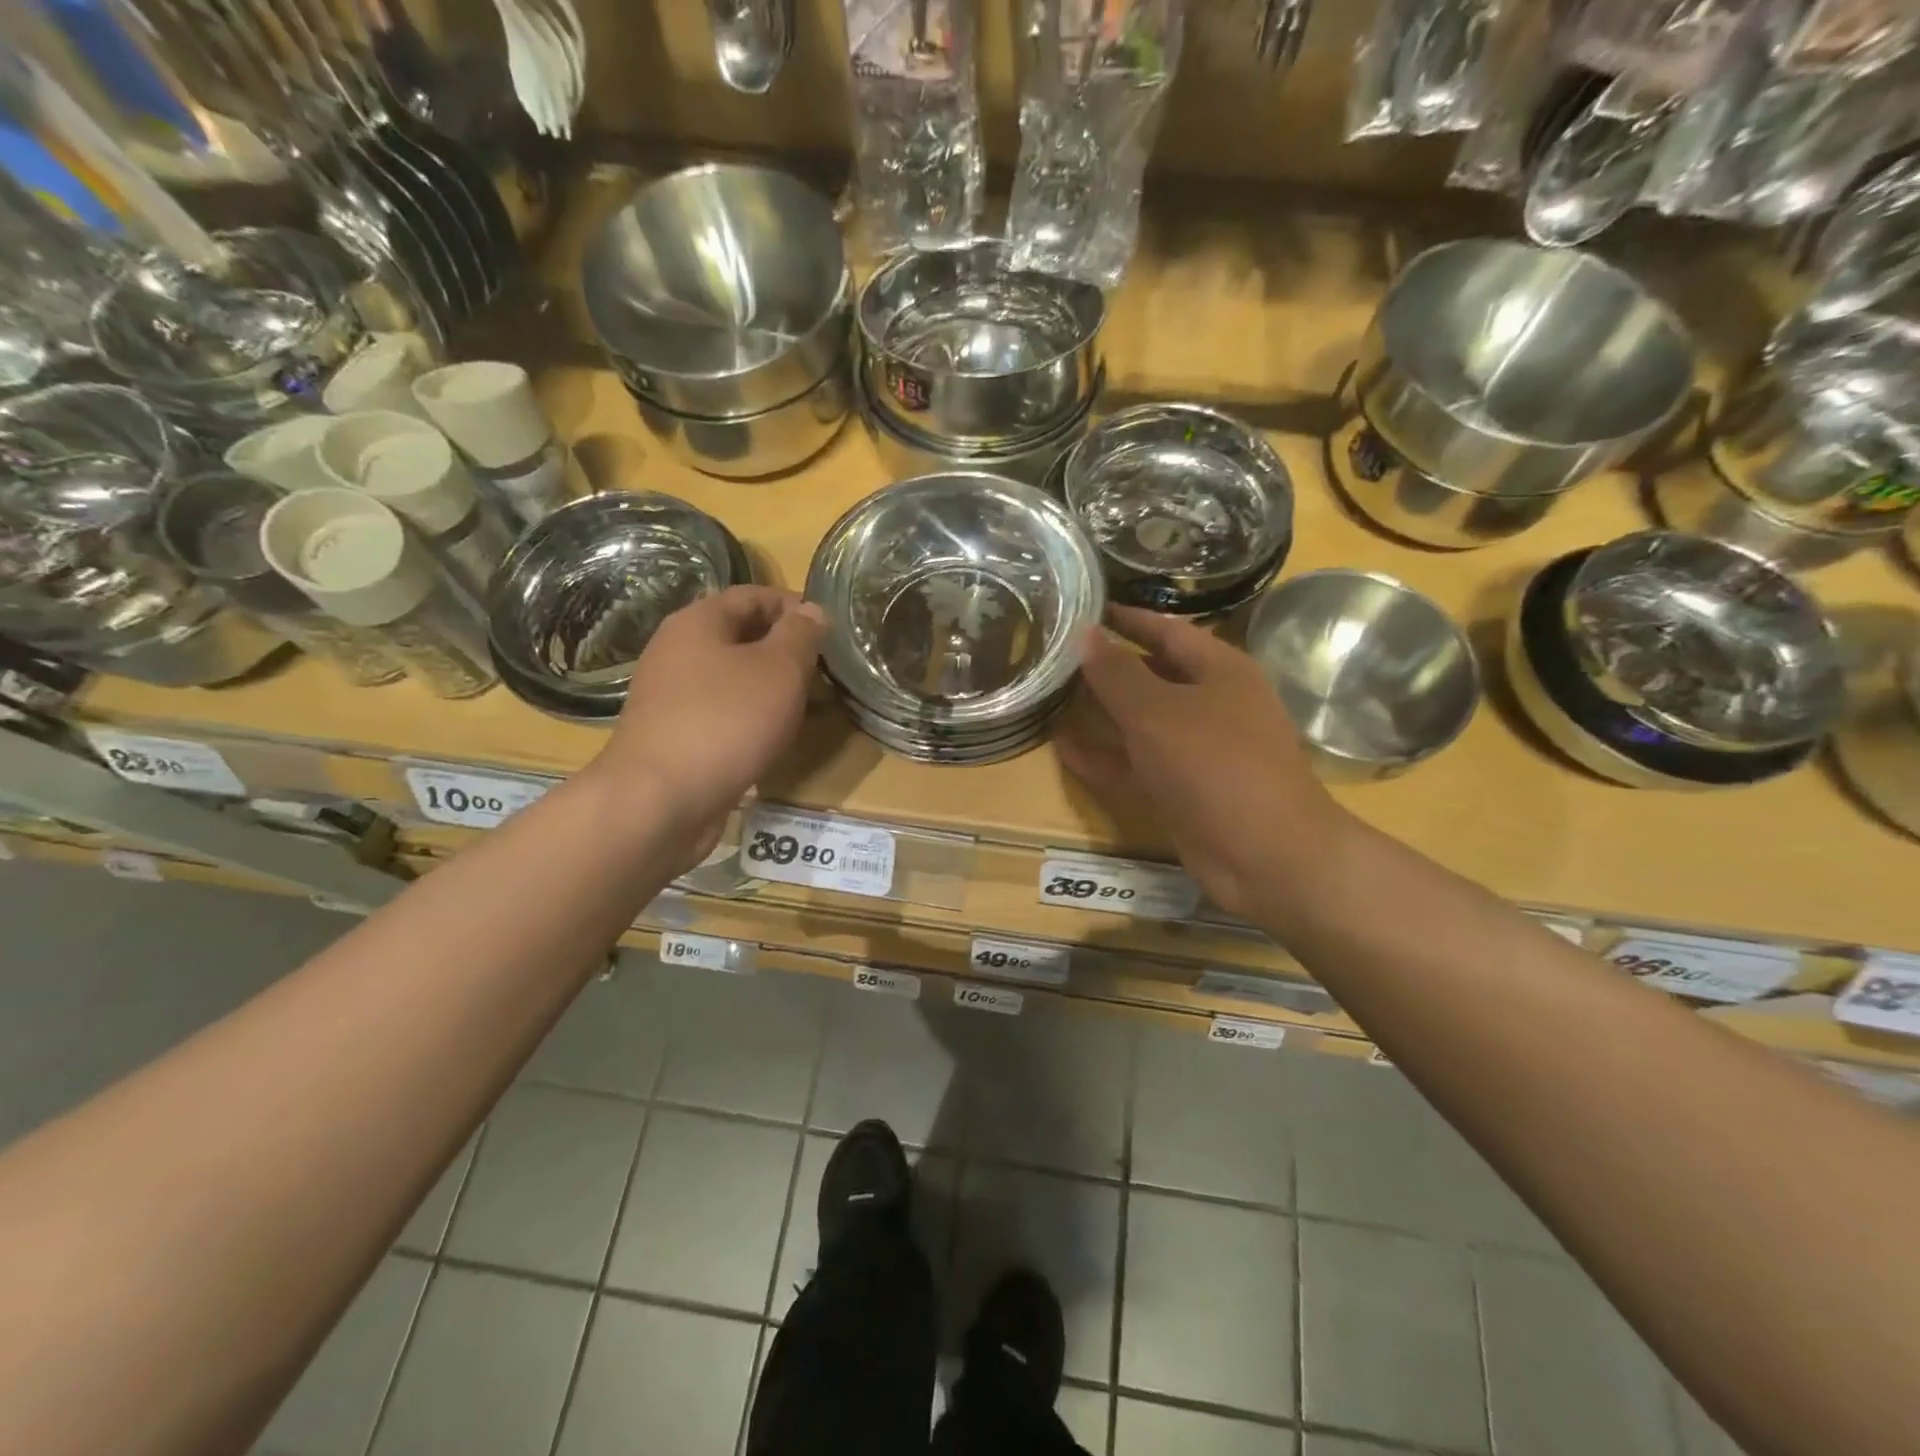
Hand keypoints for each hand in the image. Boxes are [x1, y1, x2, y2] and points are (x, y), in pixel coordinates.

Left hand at [592, 586, 824, 853]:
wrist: (659, 800)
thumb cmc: (726, 721)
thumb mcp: (780, 670)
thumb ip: (801, 635)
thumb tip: (812, 610)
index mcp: (698, 622)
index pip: (753, 595)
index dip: (794, 606)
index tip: (830, 629)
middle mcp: (676, 651)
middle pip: (740, 636)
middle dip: (784, 650)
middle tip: (823, 671)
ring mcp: (670, 696)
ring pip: (731, 678)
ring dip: (769, 687)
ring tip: (805, 706)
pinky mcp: (672, 735)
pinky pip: (720, 713)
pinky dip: (749, 718)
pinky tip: (771, 738)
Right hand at [1057, 607, 1352, 920]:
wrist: (1267, 855)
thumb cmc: (1215, 765)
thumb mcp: (1158, 712)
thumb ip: (1117, 673)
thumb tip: (1085, 634)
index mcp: (1219, 670)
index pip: (1166, 630)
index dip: (1126, 619)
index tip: (1083, 608)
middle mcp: (1210, 705)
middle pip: (1151, 676)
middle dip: (1106, 667)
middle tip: (1054, 656)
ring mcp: (1196, 751)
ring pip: (1140, 723)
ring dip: (1100, 713)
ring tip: (1050, 698)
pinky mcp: (1182, 791)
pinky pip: (1136, 765)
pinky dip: (1103, 757)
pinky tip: (1062, 749)